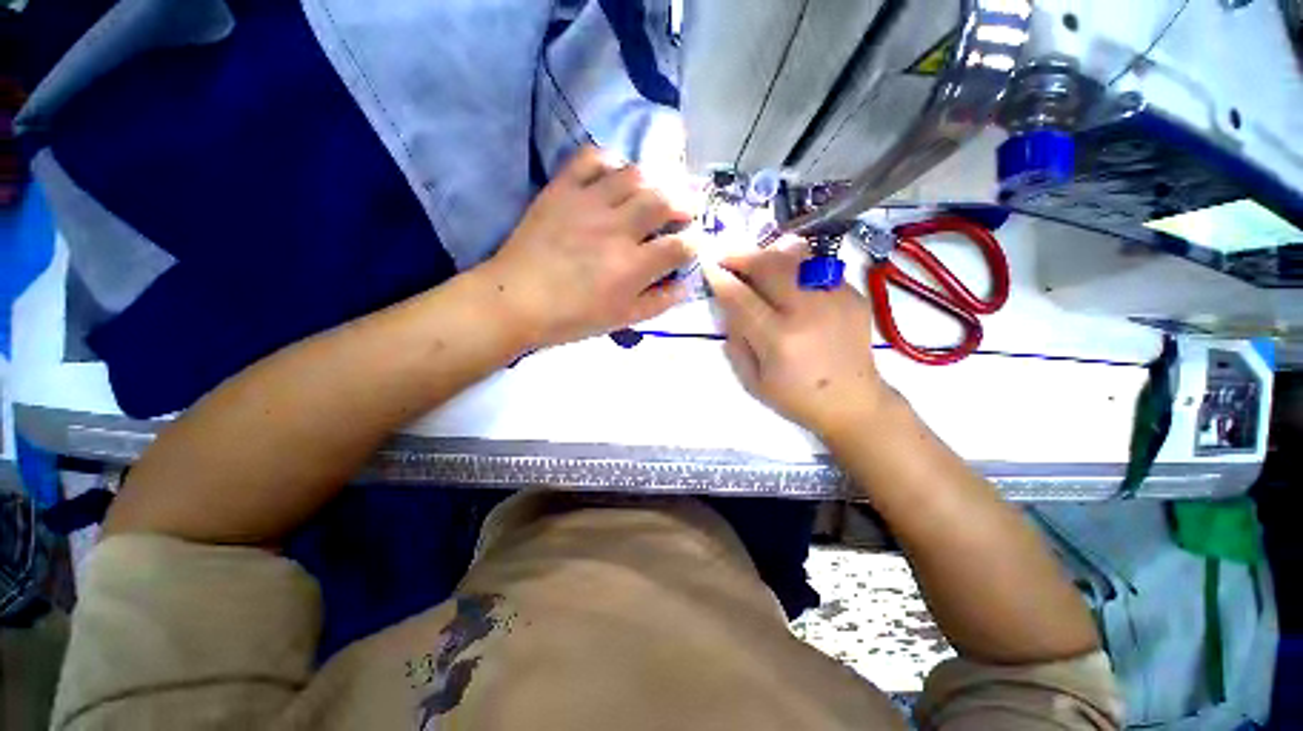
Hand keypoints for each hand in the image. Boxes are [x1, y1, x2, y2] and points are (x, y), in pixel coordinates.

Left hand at [480, 146, 695, 348]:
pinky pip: (591, 158)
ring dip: (653, 181)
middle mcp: (617, 229)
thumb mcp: (622, 320)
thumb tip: (685, 285)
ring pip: (635, 174)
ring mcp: (589, 204)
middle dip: (683, 204)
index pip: (680, 246)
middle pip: (664, 201)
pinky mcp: (562, 189)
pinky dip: (610, 160)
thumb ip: (659, 303)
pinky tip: (615, 175)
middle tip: (684, 211)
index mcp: (633, 266)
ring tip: (653, 193)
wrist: (517, 300)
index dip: (694, 244)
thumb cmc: (572, 317)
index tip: (691, 245)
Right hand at [704, 239, 888, 438]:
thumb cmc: (797, 398)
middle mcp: (808, 312)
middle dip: (742, 256)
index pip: (741, 297)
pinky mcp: (853, 295)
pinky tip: (788, 276)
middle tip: (727, 256)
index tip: (708, 267)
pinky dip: (796, 265)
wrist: (853, 402)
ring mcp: (835, 299)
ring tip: (756, 260)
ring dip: (769, 253)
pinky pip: (818, 266)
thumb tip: (728, 306)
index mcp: (779, 339)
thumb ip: (736, 342)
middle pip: (769, 266)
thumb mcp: (753, 381)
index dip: (721, 279)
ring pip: (796, 257)